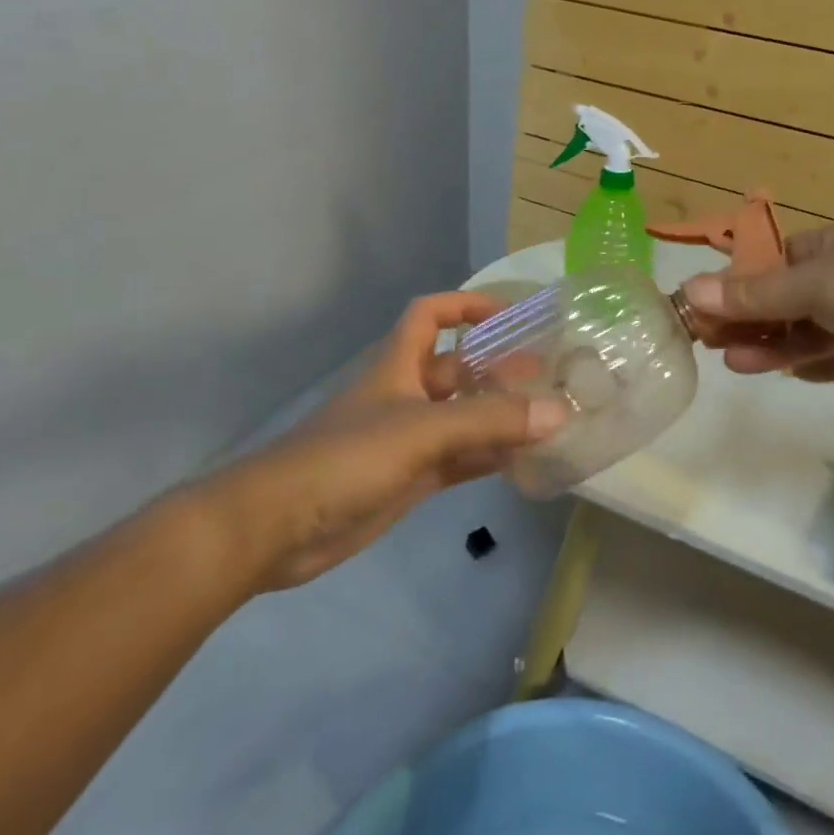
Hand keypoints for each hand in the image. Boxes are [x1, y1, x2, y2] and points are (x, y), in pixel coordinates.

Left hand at [200, 292, 566, 592]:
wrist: (274, 528)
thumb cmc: (346, 457)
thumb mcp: (422, 429)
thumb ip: (490, 421)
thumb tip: (559, 411)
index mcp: (399, 364)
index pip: (432, 314)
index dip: (468, 306)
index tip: (512, 316)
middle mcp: (406, 393)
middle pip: (458, 368)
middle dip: (499, 367)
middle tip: (549, 375)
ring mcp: (407, 439)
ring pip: (463, 417)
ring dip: (499, 416)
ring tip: (548, 417)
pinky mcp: (408, 478)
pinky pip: (459, 458)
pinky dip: (488, 457)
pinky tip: (523, 461)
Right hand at [682, 218, 833, 399]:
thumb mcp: (812, 284)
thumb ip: (754, 294)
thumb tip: (690, 290)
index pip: (777, 260)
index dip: (741, 282)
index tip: (707, 306)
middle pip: (789, 298)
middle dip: (753, 320)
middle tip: (712, 342)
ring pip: (811, 331)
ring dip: (775, 346)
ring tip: (736, 363)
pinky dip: (814, 364)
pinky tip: (788, 374)